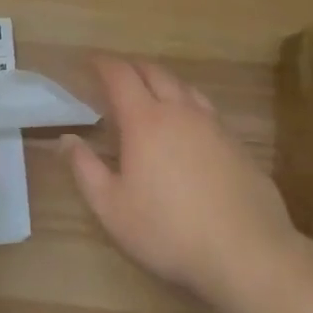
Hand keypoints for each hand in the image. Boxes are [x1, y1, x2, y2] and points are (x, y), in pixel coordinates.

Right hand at [64, 58, 299, 307]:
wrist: (247, 251)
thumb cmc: (169, 231)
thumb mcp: (112, 209)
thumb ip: (85, 170)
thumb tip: (66, 139)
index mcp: (145, 120)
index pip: (120, 75)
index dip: (103, 64)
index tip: (90, 61)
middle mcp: (179, 110)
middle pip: (154, 72)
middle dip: (132, 66)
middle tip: (117, 74)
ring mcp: (213, 124)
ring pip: (183, 86)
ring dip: (162, 81)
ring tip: (150, 92)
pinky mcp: (236, 142)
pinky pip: (205, 108)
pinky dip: (187, 103)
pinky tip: (187, 125)